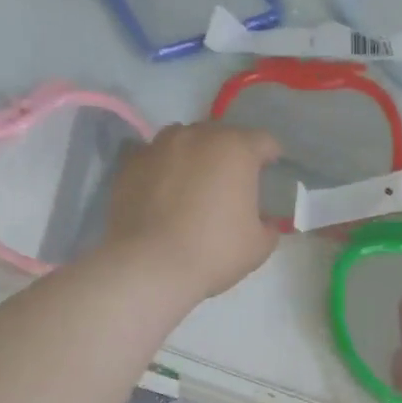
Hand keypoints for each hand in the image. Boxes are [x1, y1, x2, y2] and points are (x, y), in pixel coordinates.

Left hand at [102, 122, 281, 299]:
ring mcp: (159, 146)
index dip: (271, 157)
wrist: (149, 266)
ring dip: (195, 157)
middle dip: (230, 156)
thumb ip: (269, 226)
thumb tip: (266, 222)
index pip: (264, 141)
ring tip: (194, 186)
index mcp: (235, 149)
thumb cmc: (213, 253)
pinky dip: (164, 170)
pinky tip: (164, 195)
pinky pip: (155, 159)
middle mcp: (197, 136)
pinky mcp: (130, 163)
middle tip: (231, 186)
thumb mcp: (258, 247)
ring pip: (185, 141)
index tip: (270, 174)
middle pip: (222, 136)